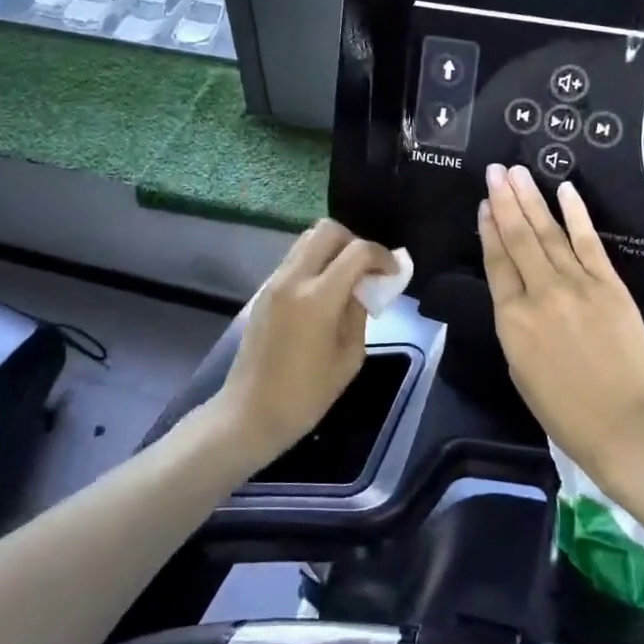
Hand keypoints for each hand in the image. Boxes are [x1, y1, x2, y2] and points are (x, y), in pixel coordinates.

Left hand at [217, 219, 398, 466]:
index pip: (357, 252)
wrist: (250, 414)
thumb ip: (360, 312)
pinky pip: (295, 260)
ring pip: (307, 240)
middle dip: (355, 242)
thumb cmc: (306, 395)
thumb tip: (367, 285)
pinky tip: (326, 293)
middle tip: (367, 270)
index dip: (382, 256)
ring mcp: (274, 283)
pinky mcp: (264, 292)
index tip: (393, 273)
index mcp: (317, 298)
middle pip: (327, 230)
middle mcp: (293, 280)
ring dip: (333, 250)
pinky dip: (316, 263)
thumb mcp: (349, 357)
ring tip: (347, 280)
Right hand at [479, 164, 643, 480]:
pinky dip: (576, 214)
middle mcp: (540, 292)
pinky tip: (564, 190)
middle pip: (519, 237)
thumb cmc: (564, 410)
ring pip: (548, 233)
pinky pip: (589, 242)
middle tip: (495, 170)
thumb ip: (515, 325)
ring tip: (518, 172)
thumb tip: (517, 295)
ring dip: (532, 199)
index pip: (496, 262)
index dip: (489, 229)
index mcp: (511, 318)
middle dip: (505, 200)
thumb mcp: (519, 369)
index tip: (484, 204)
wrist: (625, 423)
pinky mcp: (610, 284)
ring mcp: (577, 284)